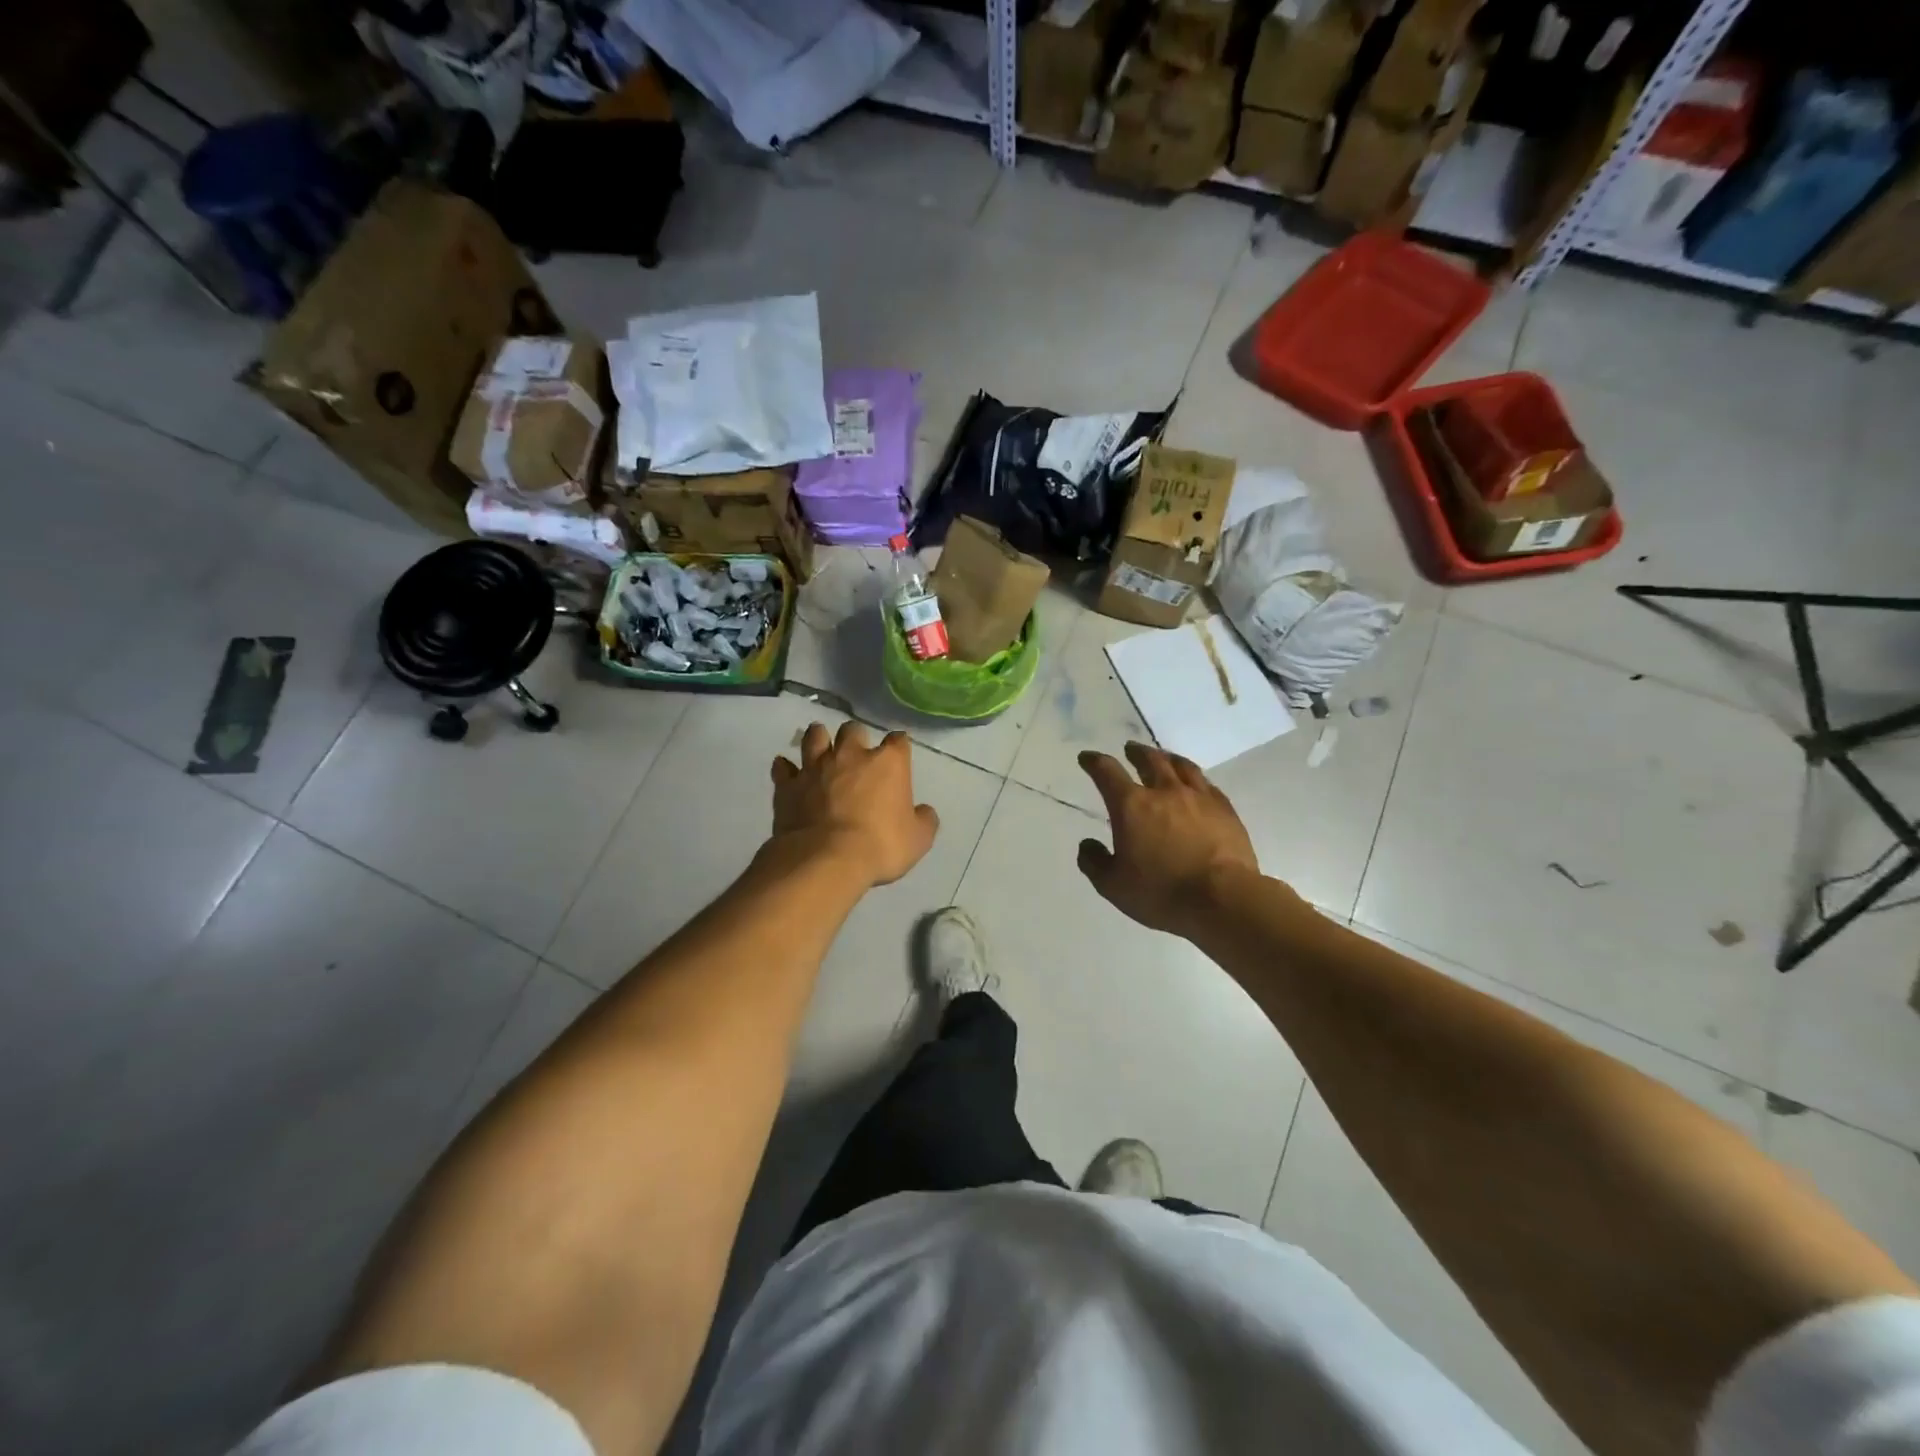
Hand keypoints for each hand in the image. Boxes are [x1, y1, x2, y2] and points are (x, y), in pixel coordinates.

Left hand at [770, 722, 938, 887]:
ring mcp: (816, 767)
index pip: (898, 740)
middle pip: (852, 729)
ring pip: (814, 736)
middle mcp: (851, 755)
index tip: (898, 754)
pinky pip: (783, 768)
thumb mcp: (918, 840)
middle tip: (856, 752)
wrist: (826, 859)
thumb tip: (924, 812)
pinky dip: (785, 768)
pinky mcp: (788, 785)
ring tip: (821, 746)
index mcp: (888, 763)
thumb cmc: (880, 846)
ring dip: (818, 738)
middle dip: (855, 737)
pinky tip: (787, 771)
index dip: (899, 745)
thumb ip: (924, 820)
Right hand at [1076, 742, 1262, 936]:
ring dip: (1167, 757)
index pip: (1107, 772)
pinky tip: (1197, 783)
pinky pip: (1207, 784)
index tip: (1087, 758)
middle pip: (1149, 760)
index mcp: (1131, 806)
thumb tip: (1087, 845)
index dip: (1094, 762)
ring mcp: (1198, 797)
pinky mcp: (1225, 809)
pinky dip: (1195, 778)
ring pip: (1181, 766)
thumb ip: (1094, 862)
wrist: (1222, 899)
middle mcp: (1164, 792)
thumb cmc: (1161, 892)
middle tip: (1130, 749)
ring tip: (1163, 757)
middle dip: (1135, 752)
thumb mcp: (1113, 886)